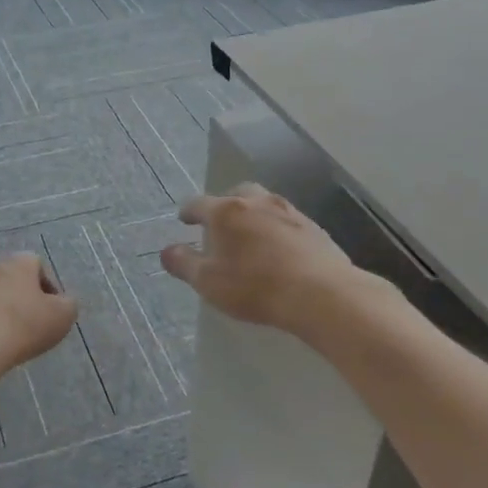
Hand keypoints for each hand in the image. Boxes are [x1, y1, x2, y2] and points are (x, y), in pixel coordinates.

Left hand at [0, 253, 78, 376]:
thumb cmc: (24, 324)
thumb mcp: (63, 316)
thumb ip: (69, 304)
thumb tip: (62, 303)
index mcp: (19, 262)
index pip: (38, 265)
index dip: (49, 288)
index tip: (53, 312)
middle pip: (15, 280)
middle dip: (26, 300)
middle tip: (34, 325)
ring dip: (5, 312)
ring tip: (12, 338)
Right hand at [161, 184, 366, 337]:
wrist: (320, 293)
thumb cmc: (254, 287)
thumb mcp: (208, 282)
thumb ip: (184, 264)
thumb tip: (167, 251)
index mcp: (226, 212)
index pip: (198, 203)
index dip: (188, 212)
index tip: (184, 219)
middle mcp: (257, 202)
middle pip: (236, 194)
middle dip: (224, 206)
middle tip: (219, 224)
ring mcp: (289, 211)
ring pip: (264, 204)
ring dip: (253, 215)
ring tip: (249, 236)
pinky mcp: (314, 227)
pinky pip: (287, 221)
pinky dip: (277, 229)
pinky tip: (278, 249)